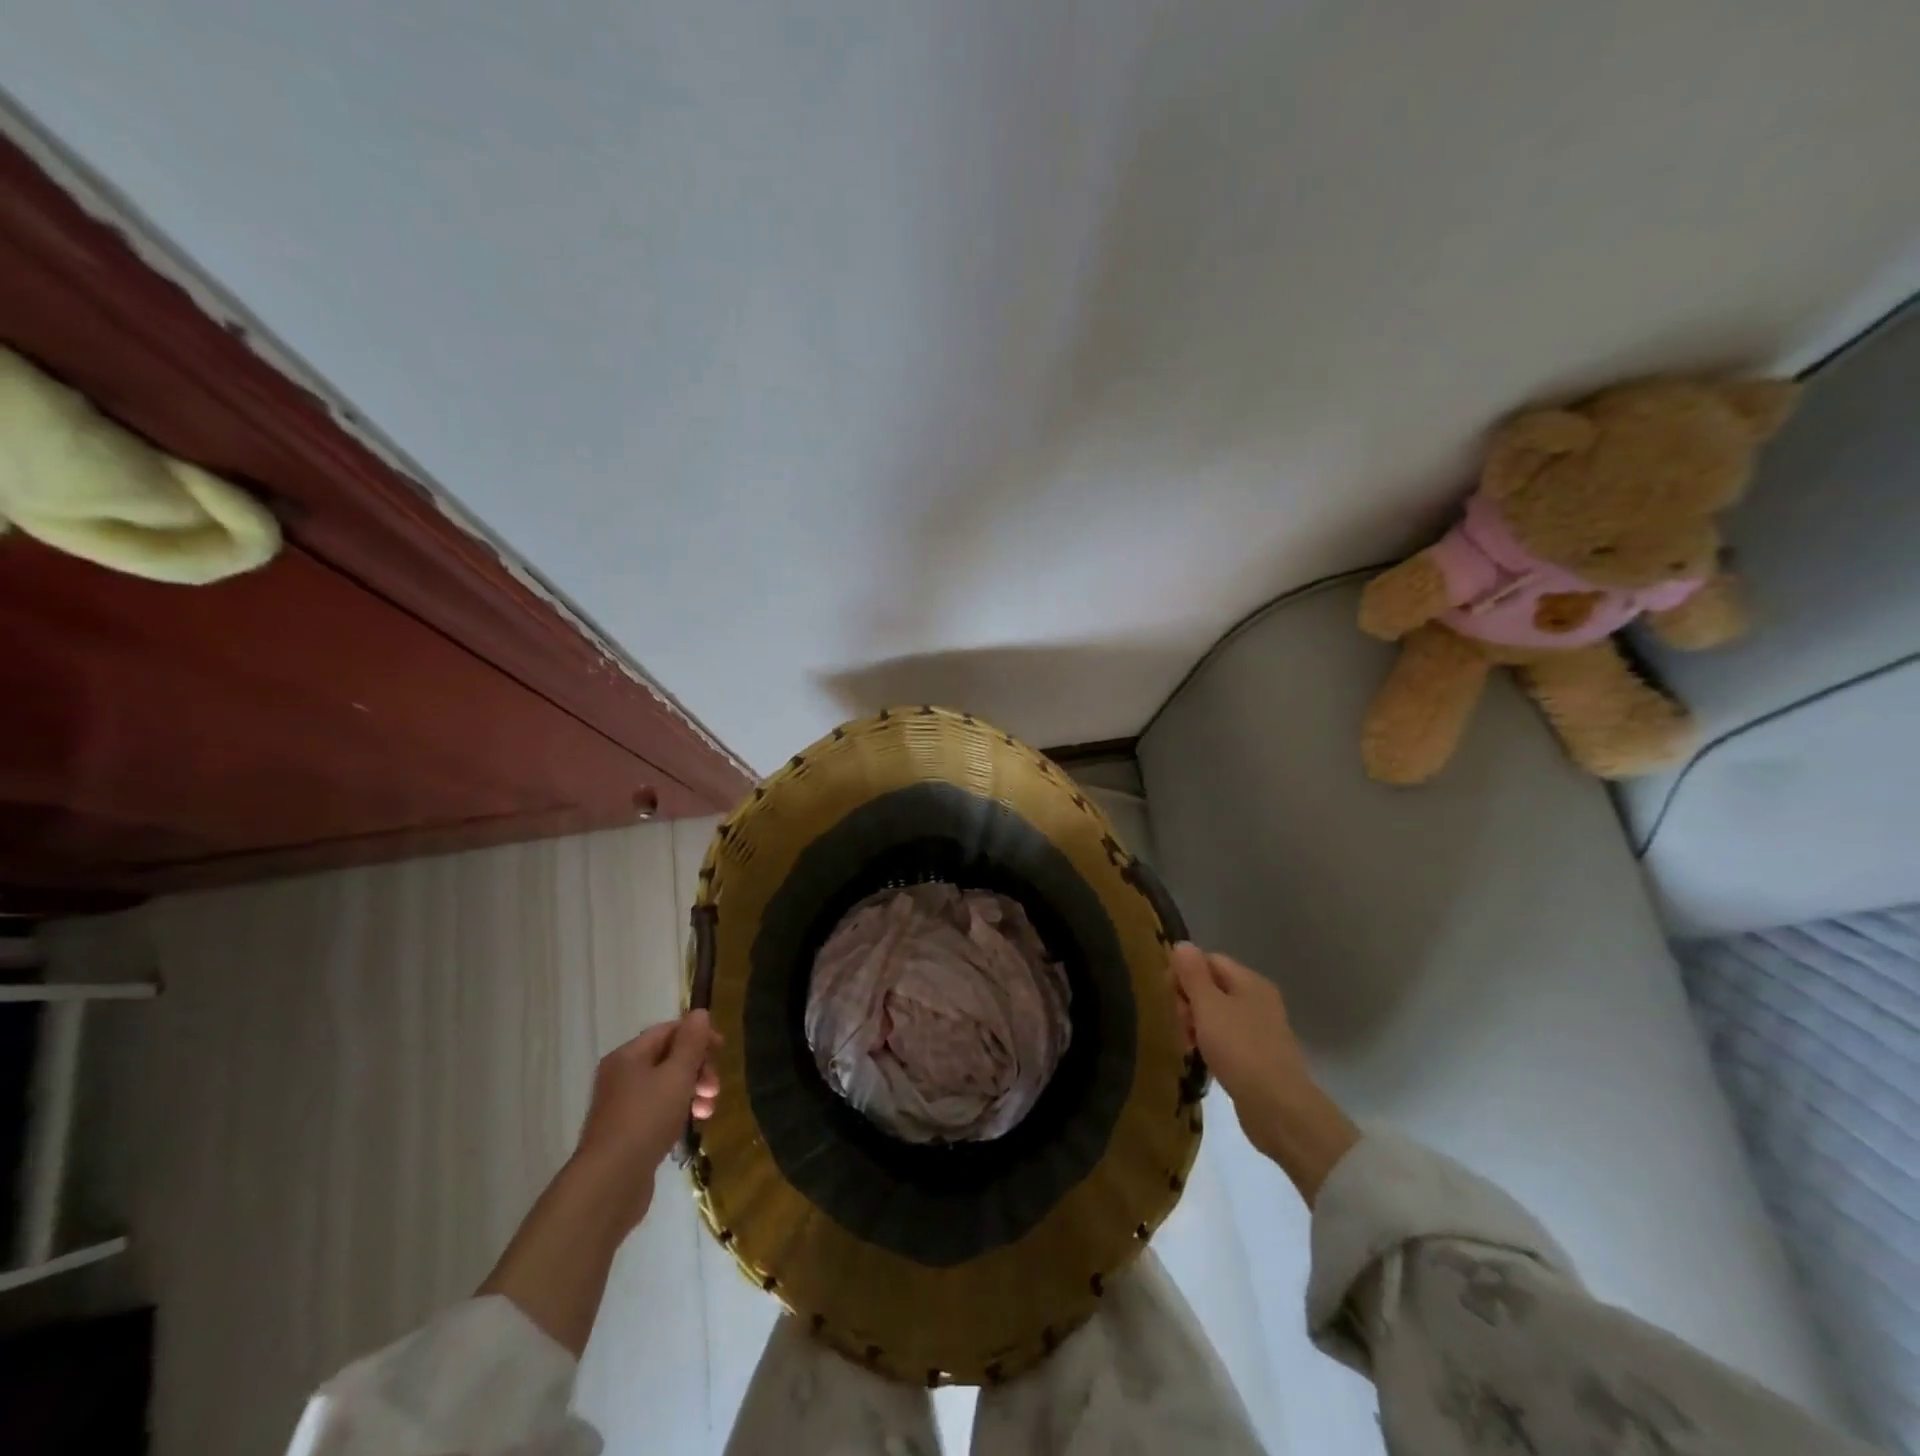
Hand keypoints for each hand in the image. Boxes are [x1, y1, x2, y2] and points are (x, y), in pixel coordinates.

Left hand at [569, 1011, 720, 1228]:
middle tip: (715, 1089)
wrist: (609, 1184)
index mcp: (629, 1056)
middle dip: (698, 1069)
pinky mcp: (626, 1133)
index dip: (698, 1036)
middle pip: (668, 1058)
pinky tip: (690, 1127)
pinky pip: (658, 1111)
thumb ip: (691, 1042)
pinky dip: (678, 1113)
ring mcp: (621, 1106)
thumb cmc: (646, 1119)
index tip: (722, 1051)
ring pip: (665, 1086)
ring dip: (692, 1092)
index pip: (668, 1030)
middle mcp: (621, 1075)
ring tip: (708, 1112)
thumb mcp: (677, 1074)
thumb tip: (699, 1013)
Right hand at [1169, 943, 1359, 1203]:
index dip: (1184, 973)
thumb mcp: (1208, 1006)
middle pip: (1211, 987)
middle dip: (1188, 1002)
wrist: (1279, 1109)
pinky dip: (1210, 1045)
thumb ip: (1192, 973)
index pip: (1208, 960)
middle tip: (1179, 1026)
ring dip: (1196, 1026)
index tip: (1168, 998)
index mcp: (1249, 981)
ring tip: (1187, 1047)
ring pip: (1216, 1015)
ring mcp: (1260, 1029)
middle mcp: (1258, 999)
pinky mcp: (1258, 1057)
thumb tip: (1182, 944)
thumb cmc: (1240, 1049)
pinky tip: (1201, 1060)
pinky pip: (1226, 1039)